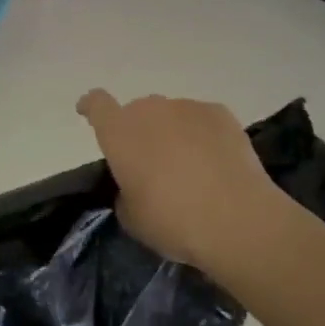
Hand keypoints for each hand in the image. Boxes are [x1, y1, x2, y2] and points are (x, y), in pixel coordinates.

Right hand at [75, 90, 274, 266]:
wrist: (235, 218)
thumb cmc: (172, 220)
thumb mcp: (132, 217)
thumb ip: (125, 192)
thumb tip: (136, 185)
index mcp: (118, 132)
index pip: (96, 105)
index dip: (91, 107)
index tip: (89, 112)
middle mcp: (149, 110)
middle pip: (138, 113)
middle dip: (142, 133)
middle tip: (155, 166)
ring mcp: (186, 107)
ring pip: (172, 116)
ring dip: (174, 134)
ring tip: (192, 168)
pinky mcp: (219, 113)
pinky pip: (202, 120)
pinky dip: (204, 135)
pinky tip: (217, 163)